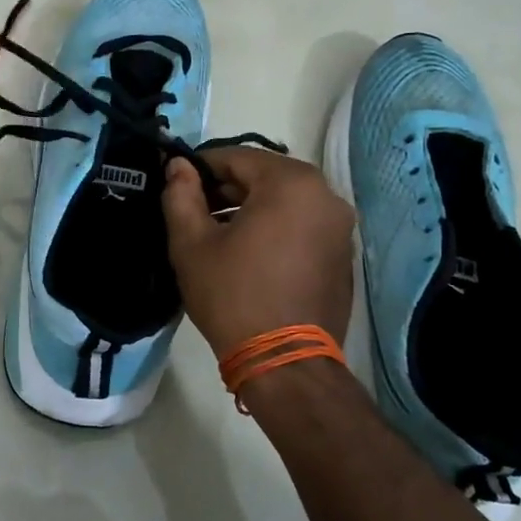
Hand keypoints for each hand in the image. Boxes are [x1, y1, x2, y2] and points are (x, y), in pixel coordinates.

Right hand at [163, 148, 354, 357]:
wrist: (285, 362)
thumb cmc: (233, 295)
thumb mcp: (192, 244)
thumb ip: (181, 195)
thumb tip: (177, 166)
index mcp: (291, 183)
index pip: (237, 157)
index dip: (201, 167)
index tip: (176, 184)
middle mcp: (325, 195)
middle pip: (264, 177)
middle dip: (226, 189)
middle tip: (193, 212)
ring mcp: (340, 226)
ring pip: (285, 201)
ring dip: (250, 209)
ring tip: (217, 236)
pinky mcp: (343, 254)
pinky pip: (303, 225)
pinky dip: (275, 228)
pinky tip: (250, 255)